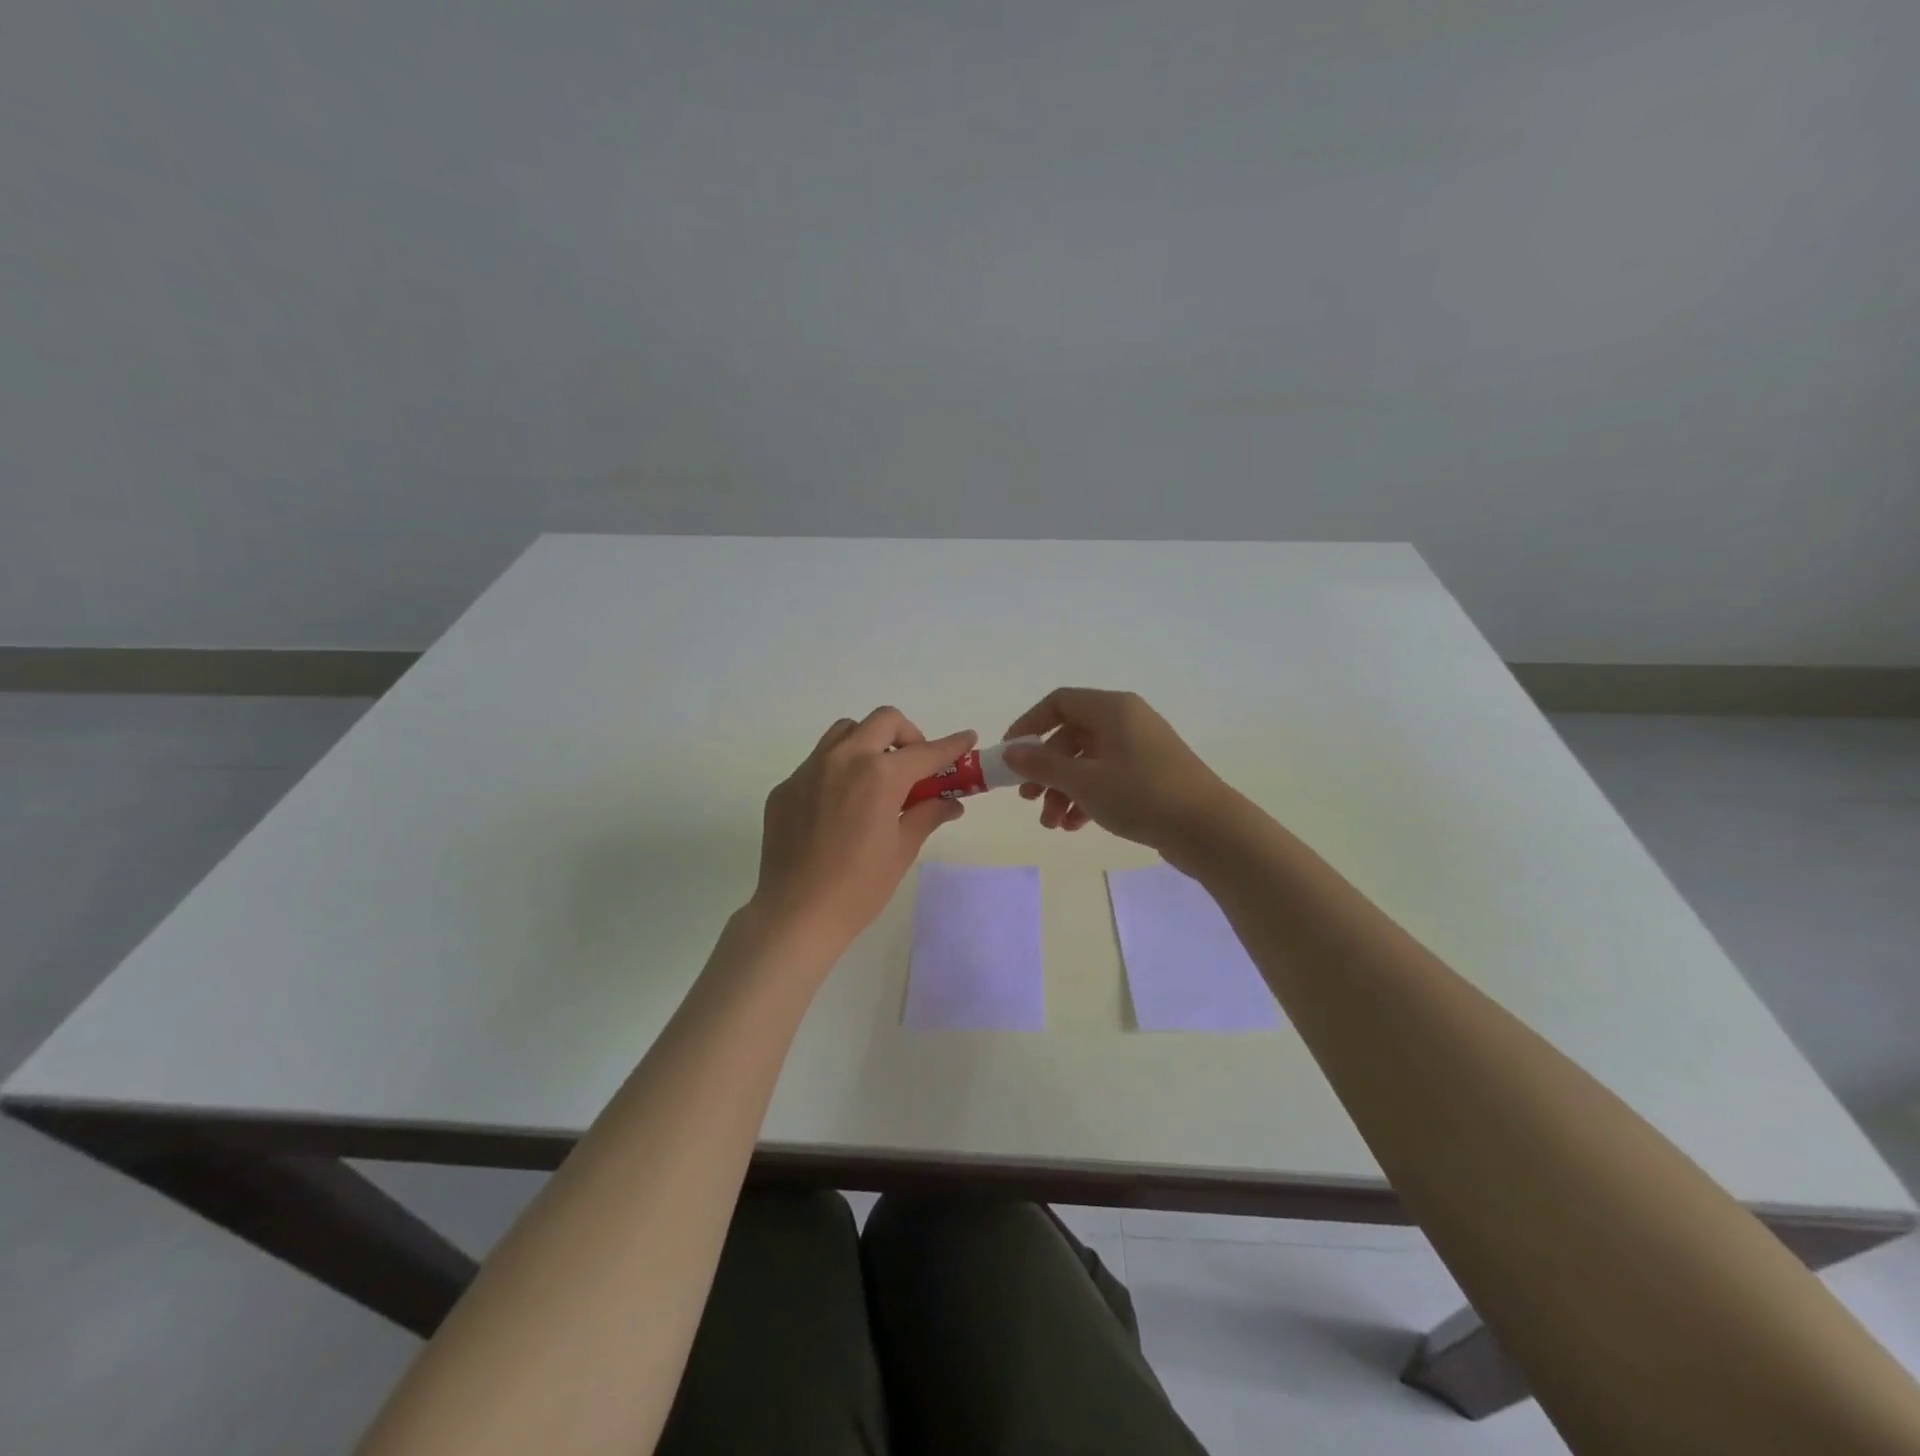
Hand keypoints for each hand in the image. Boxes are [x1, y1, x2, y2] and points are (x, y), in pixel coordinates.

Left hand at [752, 707, 974, 946]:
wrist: (797, 913)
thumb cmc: (860, 887)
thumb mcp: (902, 850)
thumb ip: (927, 815)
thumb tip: (950, 803)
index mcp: (879, 775)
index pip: (925, 751)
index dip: (952, 745)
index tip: (967, 739)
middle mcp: (843, 759)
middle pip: (883, 721)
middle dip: (907, 735)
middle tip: (914, 766)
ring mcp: (808, 770)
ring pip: (845, 732)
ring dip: (868, 742)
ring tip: (876, 778)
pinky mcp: (786, 787)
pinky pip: (817, 762)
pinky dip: (838, 770)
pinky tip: (839, 807)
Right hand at [1001, 689, 1237, 860]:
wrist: (1209, 829)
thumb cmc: (1142, 795)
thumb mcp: (1084, 782)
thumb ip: (1042, 766)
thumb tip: (1010, 751)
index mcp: (1112, 709)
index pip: (1059, 702)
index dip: (1029, 725)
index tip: (1010, 754)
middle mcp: (1127, 721)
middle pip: (1071, 736)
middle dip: (1045, 770)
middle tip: (1028, 799)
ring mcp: (1141, 749)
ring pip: (1088, 762)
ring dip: (1063, 791)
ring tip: (1052, 824)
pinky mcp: (1151, 776)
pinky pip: (1108, 779)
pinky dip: (1087, 799)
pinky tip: (1075, 826)